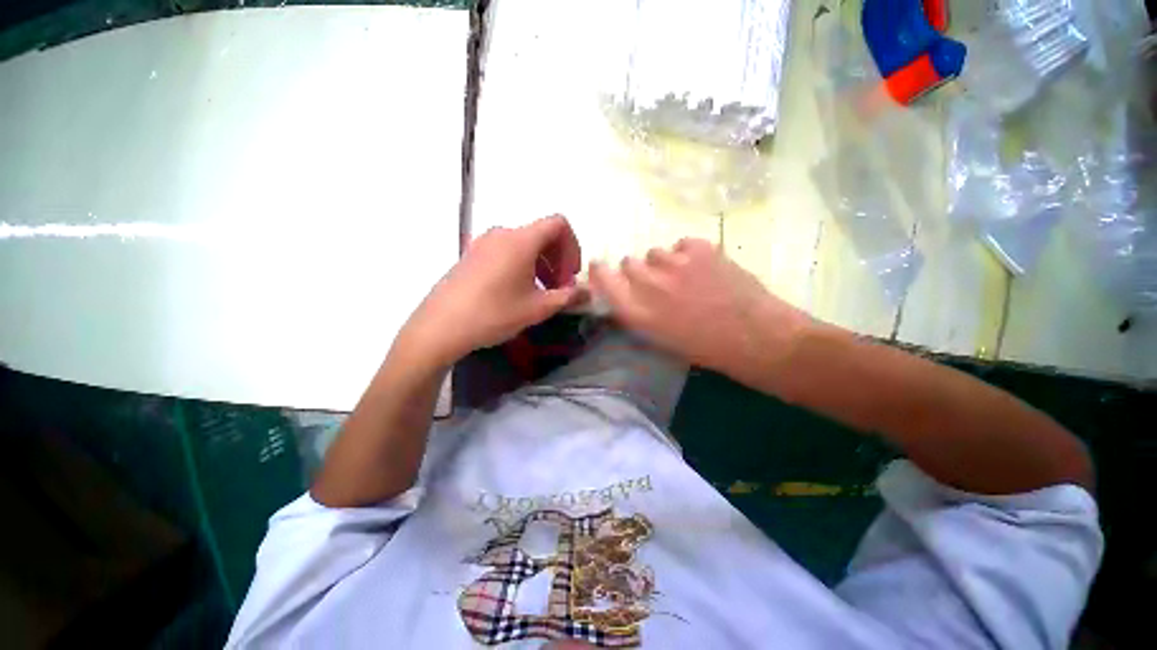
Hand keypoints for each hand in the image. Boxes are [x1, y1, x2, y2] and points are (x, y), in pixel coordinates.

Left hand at [398, 215, 584, 366]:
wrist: (440, 326)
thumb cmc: (494, 313)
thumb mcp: (537, 308)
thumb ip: (568, 297)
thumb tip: (588, 293)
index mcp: (521, 240)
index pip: (558, 224)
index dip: (573, 246)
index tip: (571, 274)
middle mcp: (502, 233)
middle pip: (542, 234)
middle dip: (558, 259)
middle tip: (560, 288)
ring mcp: (484, 243)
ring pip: (524, 244)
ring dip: (541, 264)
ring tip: (542, 292)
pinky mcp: (472, 255)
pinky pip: (507, 251)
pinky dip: (522, 265)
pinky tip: (519, 291)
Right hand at [589, 238, 809, 377]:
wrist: (755, 337)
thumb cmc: (705, 348)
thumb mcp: (660, 338)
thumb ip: (636, 312)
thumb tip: (626, 293)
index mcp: (637, 312)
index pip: (603, 278)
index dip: (601, 271)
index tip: (602, 268)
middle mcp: (649, 284)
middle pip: (628, 261)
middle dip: (638, 271)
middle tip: (657, 283)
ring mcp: (675, 263)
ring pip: (655, 252)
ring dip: (663, 263)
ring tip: (685, 277)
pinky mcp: (700, 249)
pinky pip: (681, 244)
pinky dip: (687, 254)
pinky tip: (703, 269)